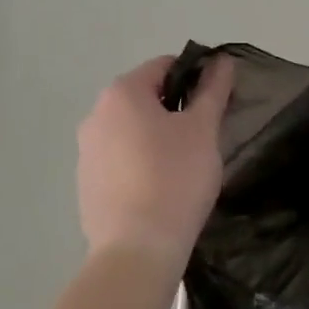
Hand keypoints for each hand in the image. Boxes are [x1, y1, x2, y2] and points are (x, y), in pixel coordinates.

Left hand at [77, 54, 235, 269]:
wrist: (138, 248)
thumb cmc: (176, 178)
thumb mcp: (203, 129)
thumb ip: (213, 90)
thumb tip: (222, 60)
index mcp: (122, 93)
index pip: (165, 66)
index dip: (197, 78)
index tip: (217, 105)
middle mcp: (95, 114)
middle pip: (146, 98)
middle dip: (176, 111)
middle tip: (205, 139)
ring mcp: (86, 151)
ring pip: (132, 131)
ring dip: (158, 138)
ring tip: (184, 168)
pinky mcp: (87, 183)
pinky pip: (121, 160)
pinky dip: (141, 164)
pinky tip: (161, 190)